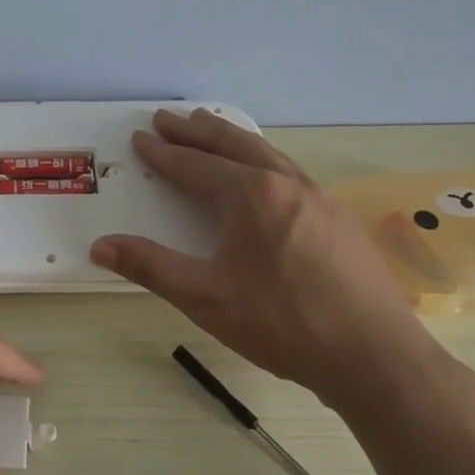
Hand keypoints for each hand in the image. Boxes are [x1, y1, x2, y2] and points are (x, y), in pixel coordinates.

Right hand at [90, 109, 438, 412]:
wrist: (374, 356)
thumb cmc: (283, 324)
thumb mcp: (206, 298)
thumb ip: (151, 266)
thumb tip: (99, 245)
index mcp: (249, 195)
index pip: (194, 165)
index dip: (163, 153)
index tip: (140, 138)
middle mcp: (283, 182)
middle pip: (230, 144)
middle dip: (194, 130)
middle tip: (166, 118)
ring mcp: (316, 195)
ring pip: (264, 150)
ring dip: (229, 136)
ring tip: (208, 124)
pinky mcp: (337, 215)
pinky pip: (288, 167)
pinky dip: (260, 154)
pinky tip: (261, 168)